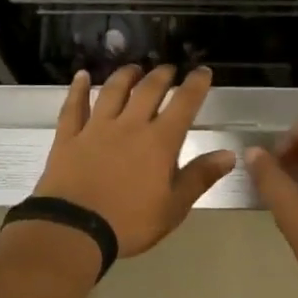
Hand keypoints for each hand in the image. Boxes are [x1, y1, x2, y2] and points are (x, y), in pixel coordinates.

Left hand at [32, 66, 234, 259]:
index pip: (183, 104)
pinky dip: (77, 89)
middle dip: (161, 75)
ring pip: (112, 91)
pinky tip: (81, 76)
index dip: (195, 85)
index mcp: (160, 142)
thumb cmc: (130, 222)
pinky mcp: (69, 138)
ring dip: (125, 76)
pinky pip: (73, 107)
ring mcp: (96, 129)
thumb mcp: (174, 207)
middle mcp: (129, 125)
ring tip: (134, 68)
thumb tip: (229, 154)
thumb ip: (200, 177)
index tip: (202, 71)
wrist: (74, 230)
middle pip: (148, 90)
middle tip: (168, 68)